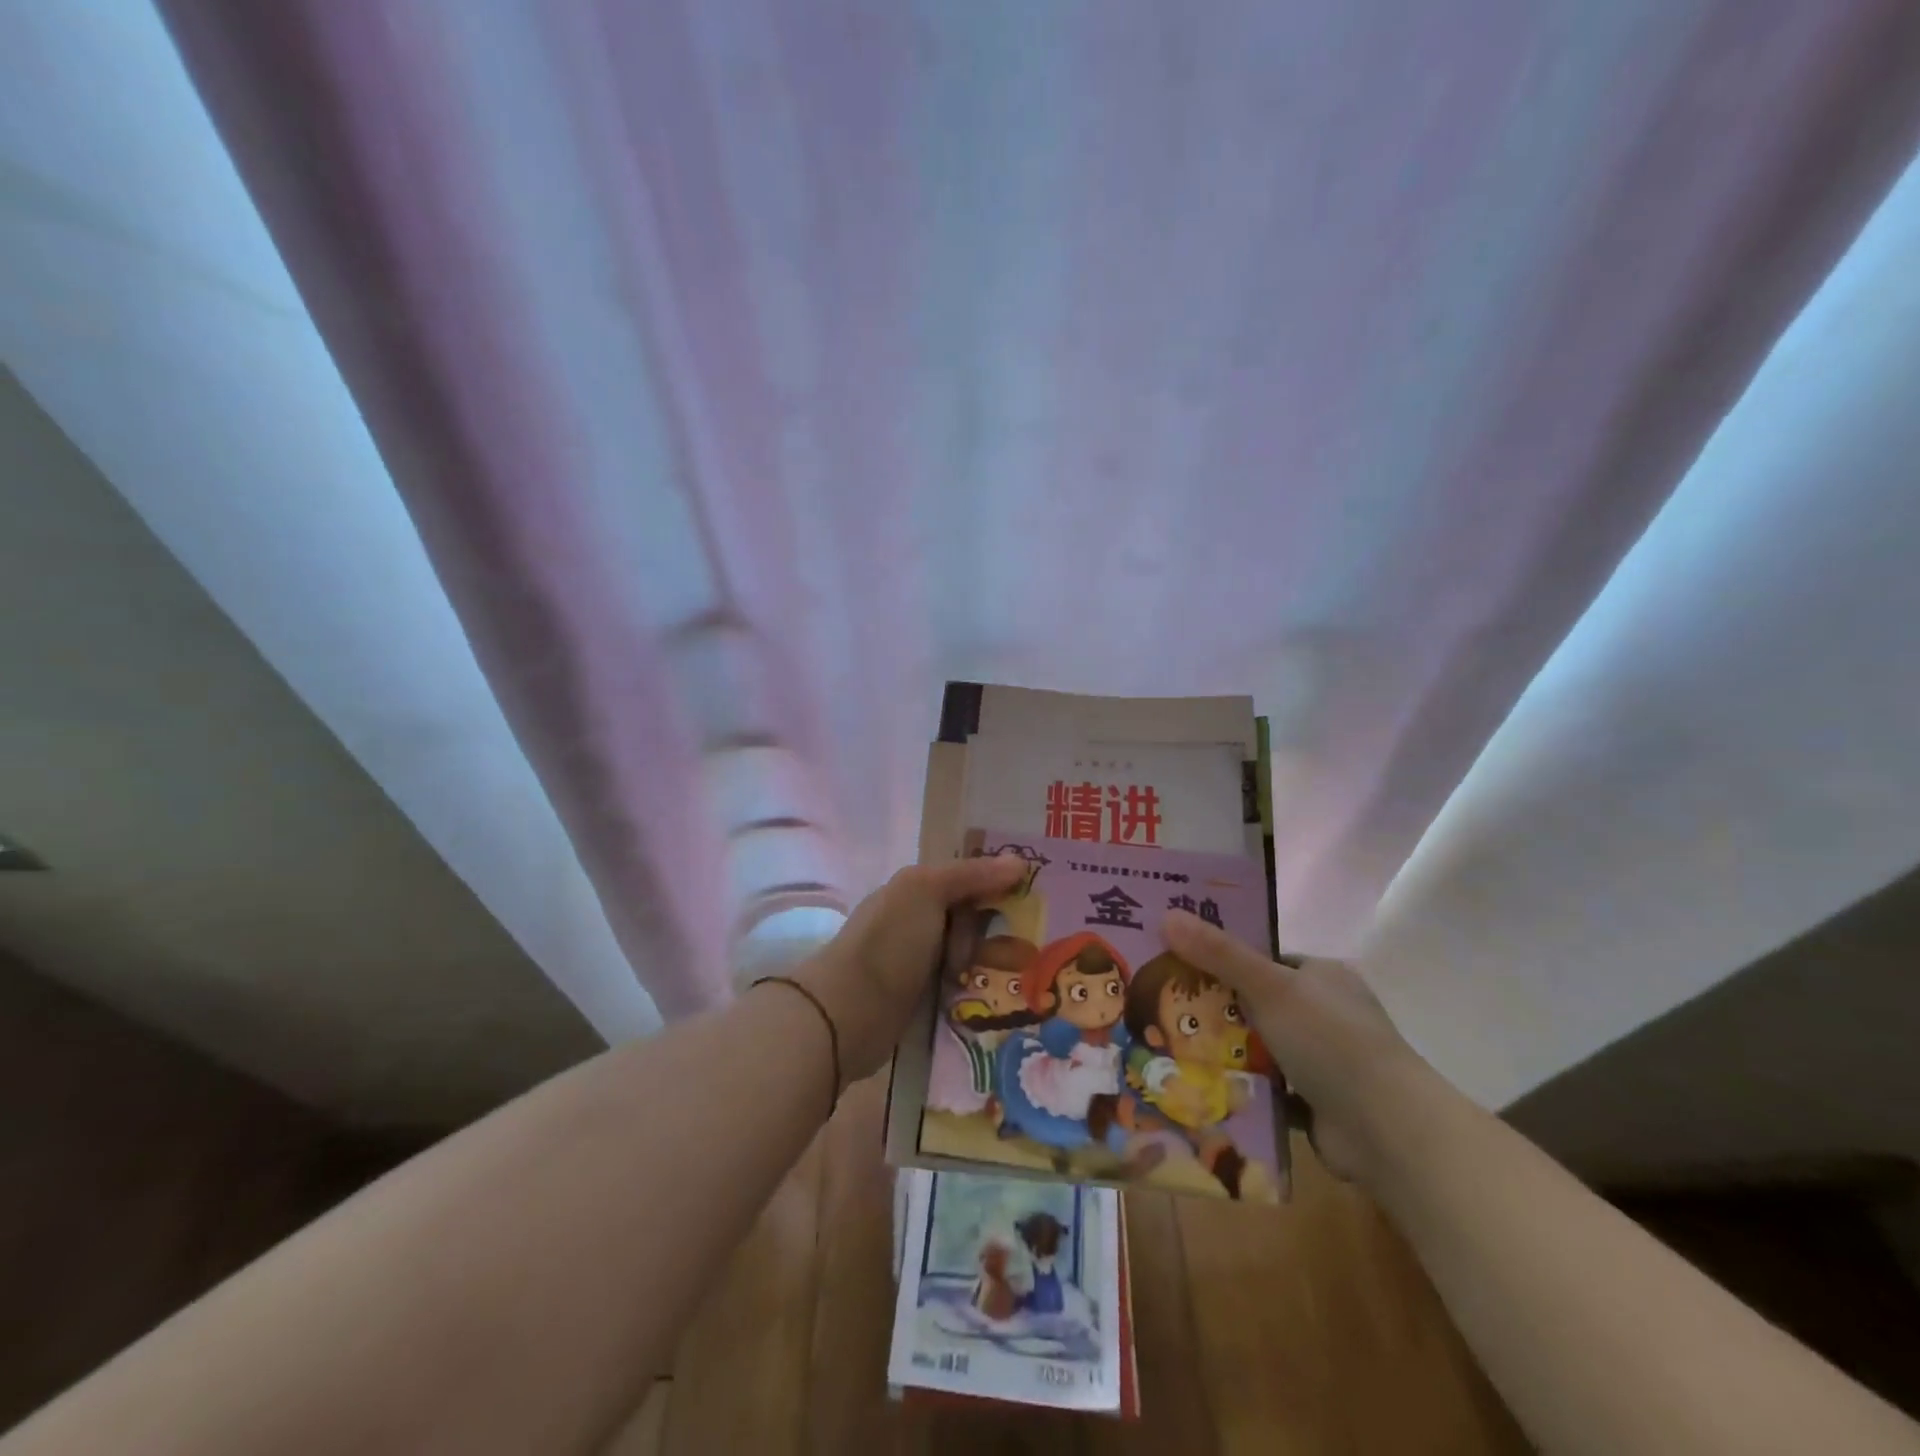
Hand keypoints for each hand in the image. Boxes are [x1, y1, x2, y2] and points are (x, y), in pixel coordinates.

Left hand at [797, 855, 1027, 1081]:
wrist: (848, 1013)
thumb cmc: (889, 943)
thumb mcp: (927, 892)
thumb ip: (972, 875)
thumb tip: (1020, 862)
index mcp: (917, 889)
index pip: (970, 878)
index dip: (1002, 885)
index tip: (1041, 899)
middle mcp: (919, 920)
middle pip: (974, 918)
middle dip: (1003, 931)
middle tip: (1036, 948)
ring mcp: (920, 962)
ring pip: (971, 955)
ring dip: (994, 965)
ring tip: (1027, 980)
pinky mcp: (922, 1000)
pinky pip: (961, 987)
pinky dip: (979, 991)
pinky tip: (1004, 1001)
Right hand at [1162, 909, 1431, 1184]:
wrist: (1386, 1129)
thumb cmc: (1330, 1040)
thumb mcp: (1269, 986)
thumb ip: (1219, 954)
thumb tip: (1167, 914)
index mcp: (1324, 977)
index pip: (1266, 960)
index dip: (1224, 959)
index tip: (1179, 963)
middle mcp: (1327, 1014)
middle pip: (1258, 1004)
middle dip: (1217, 1009)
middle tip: (1166, 1006)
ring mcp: (1325, 1061)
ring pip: (1261, 1047)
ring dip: (1226, 1051)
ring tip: (1170, 1045)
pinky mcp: (1318, 1103)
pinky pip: (1268, 1088)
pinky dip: (1242, 1088)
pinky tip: (1200, 1085)